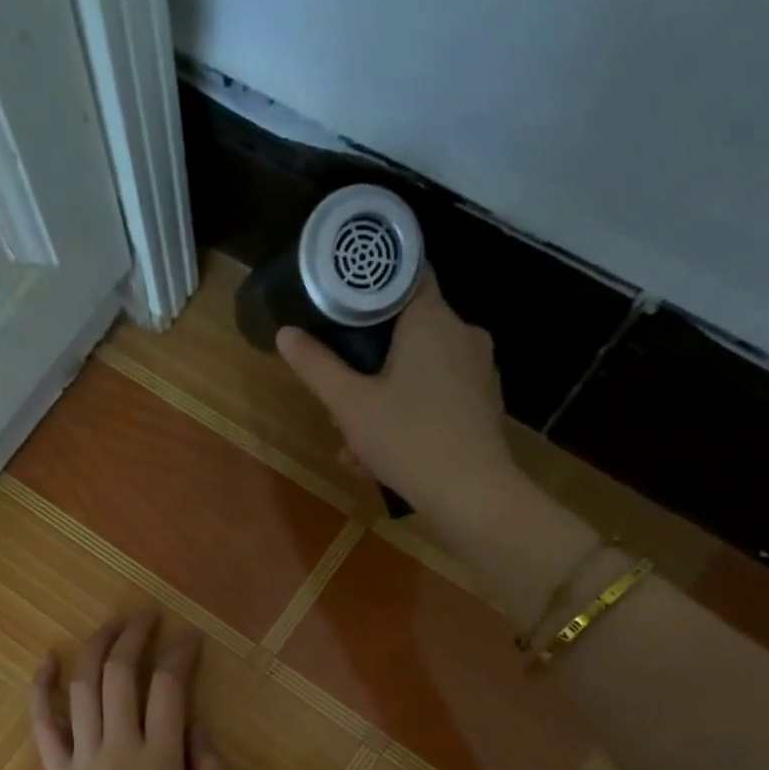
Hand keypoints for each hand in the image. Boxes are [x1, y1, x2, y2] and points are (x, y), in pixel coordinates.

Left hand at [30, 610, 226, 769]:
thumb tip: (198, 728)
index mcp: (161, 761)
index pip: (170, 687)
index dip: (180, 653)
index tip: (189, 635)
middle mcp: (119, 748)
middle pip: (121, 674)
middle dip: (134, 636)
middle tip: (146, 617)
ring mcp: (82, 759)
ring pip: (83, 688)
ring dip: (95, 648)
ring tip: (110, 625)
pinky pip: (43, 725)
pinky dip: (41, 689)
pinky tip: (46, 660)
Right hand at [276, 268, 519, 529]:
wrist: (471, 495)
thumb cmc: (407, 439)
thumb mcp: (350, 405)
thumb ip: (317, 366)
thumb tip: (286, 333)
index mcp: (432, 319)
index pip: (406, 274)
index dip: (372, 284)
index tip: (342, 302)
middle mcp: (462, 334)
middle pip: (406, 330)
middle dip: (368, 361)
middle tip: (339, 392)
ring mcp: (477, 371)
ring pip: (418, 370)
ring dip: (382, 398)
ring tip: (353, 443)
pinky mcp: (482, 404)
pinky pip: (436, 396)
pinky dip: (408, 415)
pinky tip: (381, 456)